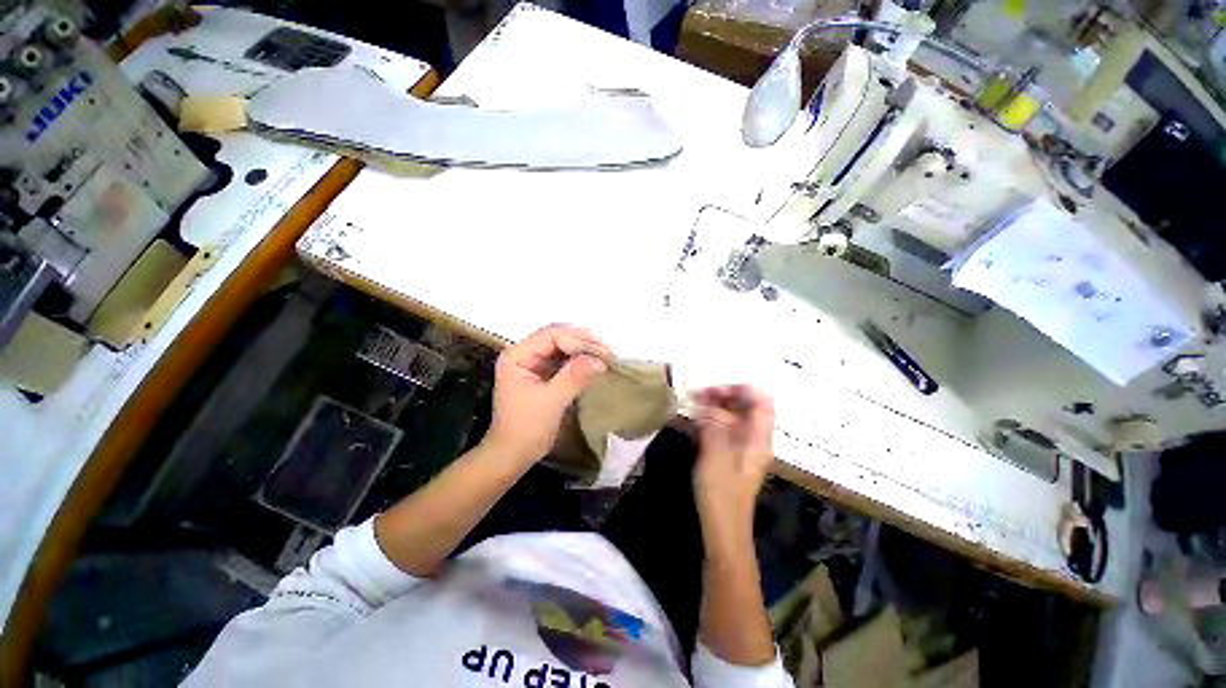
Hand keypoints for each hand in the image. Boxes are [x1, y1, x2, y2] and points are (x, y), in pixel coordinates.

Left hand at [484, 324, 611, 462]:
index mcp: (517, 356)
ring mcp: (533, 363)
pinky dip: (579, 360)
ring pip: (562, 346)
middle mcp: (524, 354)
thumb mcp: (551, 401)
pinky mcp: (543, 374)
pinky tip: (594, 364)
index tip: (602, 352)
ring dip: (583, 349)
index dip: (577, 340)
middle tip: (608, 351)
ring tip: (605, 355)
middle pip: (556, 336)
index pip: (551, 336)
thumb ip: (574, 376)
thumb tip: (600, 359)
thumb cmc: (526, 428)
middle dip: (583, 341)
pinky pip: (563, 360)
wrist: (513, 455)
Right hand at [692, 385, 774, 523]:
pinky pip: (722, 430)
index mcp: (757, 439)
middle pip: (744, 407)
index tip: (716, 388)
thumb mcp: (715, 456)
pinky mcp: (729, 455)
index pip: (760, 402)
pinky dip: (710, 422)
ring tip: (693, 403)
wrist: (722, 530)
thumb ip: (713, 425)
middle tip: (698, 394)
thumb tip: (708, 400)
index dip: (741, 389)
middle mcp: (753, 439)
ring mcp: (741, 447)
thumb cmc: (721, 494)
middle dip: (723, 396)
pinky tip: (695, 422)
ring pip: (731, 418)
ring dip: (713, 408)